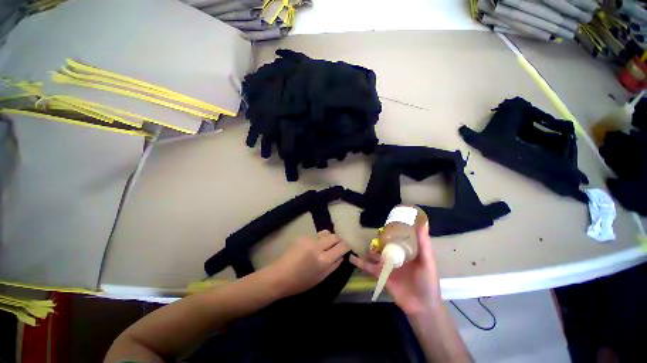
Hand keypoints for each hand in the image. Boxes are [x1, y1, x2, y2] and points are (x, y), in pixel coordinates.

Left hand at [267, 230, 350, 297]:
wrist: (279, 276)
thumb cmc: (301, 282)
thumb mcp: (321, 278)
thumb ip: (334, 265)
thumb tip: (342, 255)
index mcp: (324, 261)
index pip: (341, 247)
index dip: (346, 246)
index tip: (346, 247)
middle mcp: (318, 247)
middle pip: (334, 236)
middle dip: (338, 240)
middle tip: (336, 246)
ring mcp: (309, 240)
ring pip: (325, 233)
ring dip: (328, 238)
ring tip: (324, 246)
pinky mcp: (302, 236)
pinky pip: (315, 236)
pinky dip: (317, 240)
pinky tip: (311, 248)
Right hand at [350, 222, 440, 313]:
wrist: (421, 307)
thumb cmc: (427, 282)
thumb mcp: (427, 261)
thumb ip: (424, 244)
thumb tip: (423, 224)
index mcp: (406, 252)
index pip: (396, 237)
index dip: (391, 230)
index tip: (385, 221)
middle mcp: (395, 256)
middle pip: (383, 245)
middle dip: (377, 239)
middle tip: (369, 231)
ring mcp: (386, 265)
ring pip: (374, 254)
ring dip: (367, 249)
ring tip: (357, 241)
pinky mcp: (380, 274)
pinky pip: (368, 267)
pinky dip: (359, 262)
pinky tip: (351, 257)